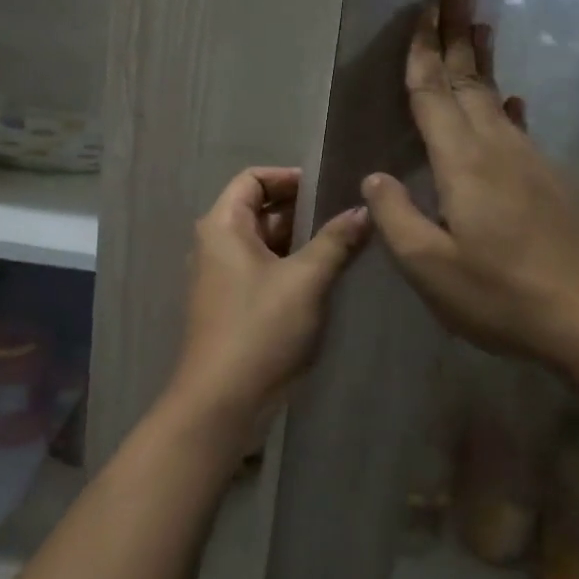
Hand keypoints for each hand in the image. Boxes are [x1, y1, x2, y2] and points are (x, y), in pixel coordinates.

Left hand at [170, 167, 370, 437]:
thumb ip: (335, 240)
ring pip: (263, 243)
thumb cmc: (260, 328)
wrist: (223, 400)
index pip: (252, 178)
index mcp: (222, 225)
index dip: (289, 178)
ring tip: (345, 244)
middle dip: (302, 210)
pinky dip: (290, 266)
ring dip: (300, 241)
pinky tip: (325, 277)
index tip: (328, 189)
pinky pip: (262, 270)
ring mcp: (221, 277)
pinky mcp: (232, 305)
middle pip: (258, 209)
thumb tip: (362, 209)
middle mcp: (215, 244)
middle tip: (346, 217)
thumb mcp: (305, 280)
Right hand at [360, 0, 578, 363]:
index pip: (434, 95)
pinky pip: (518, 128)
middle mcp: (498, 150)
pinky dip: (506, 104)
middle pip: (470, 81)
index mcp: (462, 164)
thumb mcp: (431, 267)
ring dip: (483, 60)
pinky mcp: (551, 183)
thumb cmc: (503, 295)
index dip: (423, 53)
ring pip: (496, 98)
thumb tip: (373, 177)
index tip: (421, 11)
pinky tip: (511, 101)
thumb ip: (396, 218)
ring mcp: (531, 163)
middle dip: (456, 35)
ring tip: (479, 26)